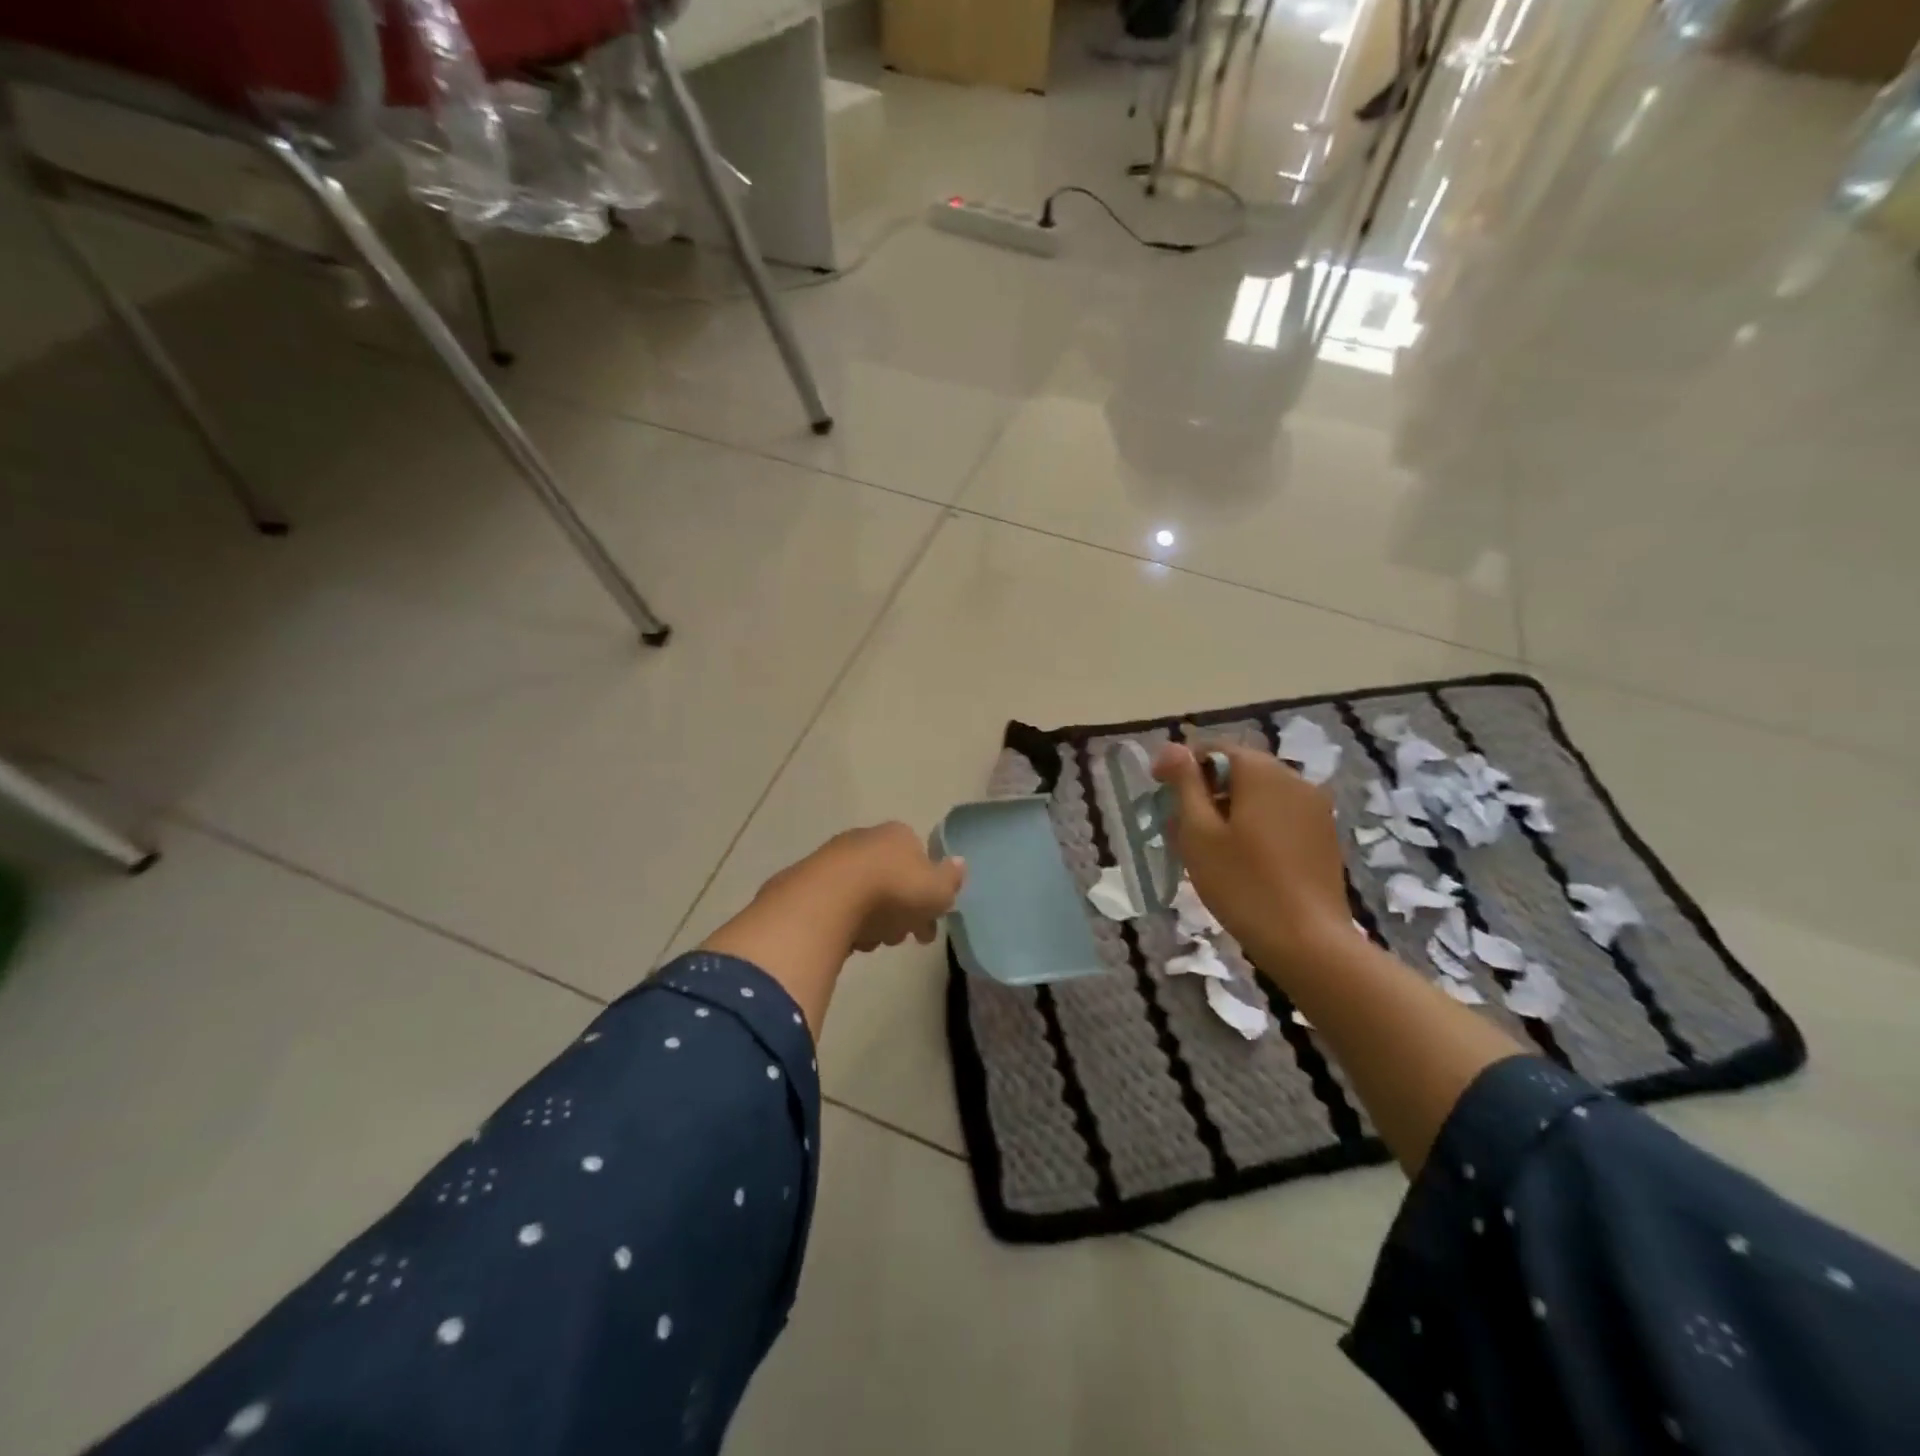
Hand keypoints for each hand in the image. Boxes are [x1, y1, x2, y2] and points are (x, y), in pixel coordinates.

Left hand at [762, 822, 966, 954]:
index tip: (929, 924)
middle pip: (891, 878)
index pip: (921, 861)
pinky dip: (846, 924)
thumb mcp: (937, 890)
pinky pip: (837, 906)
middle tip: (902, 937)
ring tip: (873, 942)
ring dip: (873, 920)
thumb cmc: (892, 892)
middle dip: (900, 911)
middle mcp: (865, 839)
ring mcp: (833, 859)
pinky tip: (848, 941)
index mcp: (898, 835)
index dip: (928, 894)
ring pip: (864, 894)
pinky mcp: (807, 883)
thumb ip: (951, 879)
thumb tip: (959, 863)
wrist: (826, 900)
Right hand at [1152, 742, 1348, 970]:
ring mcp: (1314, 807)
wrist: (1308, 942)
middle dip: (1204, 793)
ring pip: (1258, 795)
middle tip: (1178, 829)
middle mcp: (1293, 778)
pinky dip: (1254, 826)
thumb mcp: (1199, 832)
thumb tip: (1170, 747)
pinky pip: (1279, 816)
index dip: (1180, 768)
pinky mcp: (1324, 835)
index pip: (1212, 750)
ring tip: (1206, 849)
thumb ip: (1184, 784)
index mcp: (1261, 771)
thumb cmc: (1242, 883)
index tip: (1159, 797)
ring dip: (1228, 811)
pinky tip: (1241, 861)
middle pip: (1237, 771)